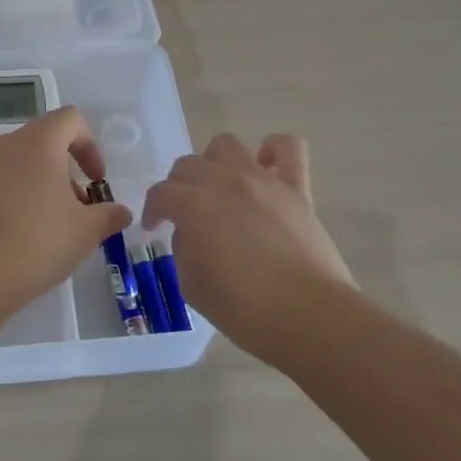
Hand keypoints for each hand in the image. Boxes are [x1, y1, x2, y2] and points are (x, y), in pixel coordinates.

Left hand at [0, 107, 131, 316]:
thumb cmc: (37, 242)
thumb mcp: (86, 231)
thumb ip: (108, 215)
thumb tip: (121, 212)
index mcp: (38, 141)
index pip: (70, 120)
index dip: (90, 146)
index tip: (97, 180)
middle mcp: (7, 144)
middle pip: (46, 140)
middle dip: (68, 169)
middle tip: (80, 207)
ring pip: (23, 161)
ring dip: (45, 183)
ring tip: (56, 225)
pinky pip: (3, 179)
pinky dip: (21, 194)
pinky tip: (28, 232)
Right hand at [143, 133, 356, 366]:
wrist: (309, 315)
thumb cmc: (244, 309)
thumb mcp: (192, 285)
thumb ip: (184, 249)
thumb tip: (192, 233)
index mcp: (193, 205)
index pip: (160, 194)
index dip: (152, 211)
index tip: (154, 229)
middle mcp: (224, 181)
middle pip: (188, 165)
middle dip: (178, 187)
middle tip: (184, 214)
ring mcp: (262, 180)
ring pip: (226, 145)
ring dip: (215, 162)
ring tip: (219, 187)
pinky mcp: (296, 187)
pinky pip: (288, 147)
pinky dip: (273, 150)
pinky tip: (266, 167)